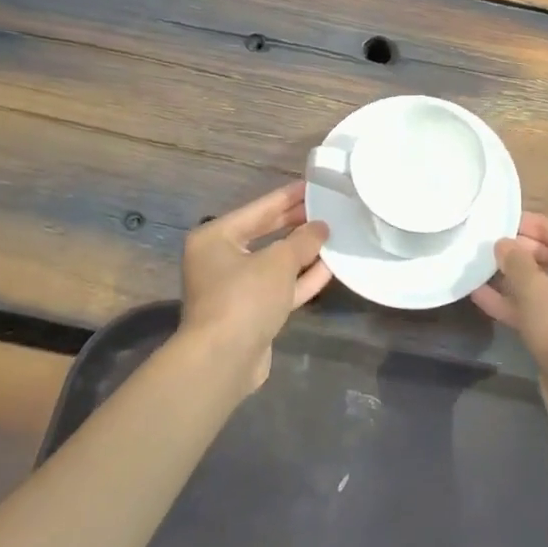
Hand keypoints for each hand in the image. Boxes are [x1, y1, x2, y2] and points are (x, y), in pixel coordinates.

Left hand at [181, 182, 331, 392]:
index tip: (312, 185)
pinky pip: (278, 288)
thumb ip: (303, 240)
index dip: (287, 197)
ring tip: (332, 235)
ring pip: (273, 263)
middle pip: (264, 234)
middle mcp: (219, 260)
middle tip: (326, 208)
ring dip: (302, 253)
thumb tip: (321, 227)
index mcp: (215, 238)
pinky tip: (329, 268)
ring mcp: (234, 289)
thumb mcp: (278, 262)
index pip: (258, 209)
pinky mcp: (249, 313)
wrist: (223, 361)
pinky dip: (300, 278)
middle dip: (295, 224)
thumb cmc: (244, 298)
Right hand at [471, 212, 547, 431]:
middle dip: (521, 252)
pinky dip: (514, 303)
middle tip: (489, 244)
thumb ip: (516, 262)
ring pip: (543, 286)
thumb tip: (503, 243)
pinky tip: (480, 296)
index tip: (504, 220)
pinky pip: (538, 310)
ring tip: (479, 266)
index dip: (535, 225)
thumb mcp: (537, 291)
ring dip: (513, 278)